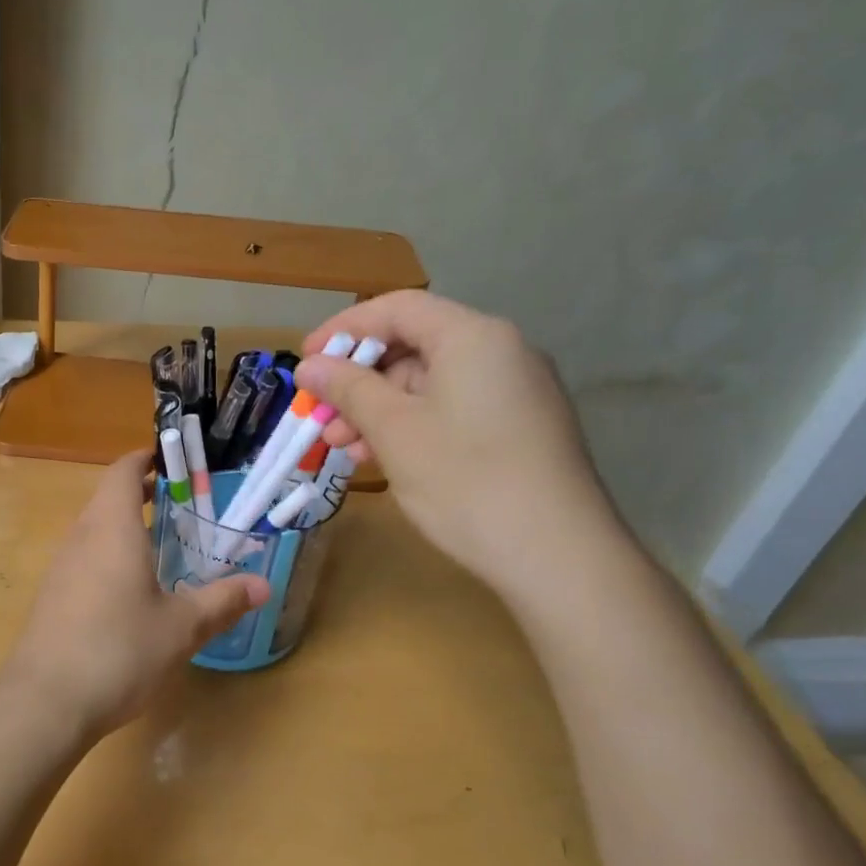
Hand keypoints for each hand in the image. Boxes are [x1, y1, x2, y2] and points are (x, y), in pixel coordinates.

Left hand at [0, 452, 269, 741]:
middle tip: (182, 505)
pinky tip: (131, 591)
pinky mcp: (52, 596)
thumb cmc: (118, 650)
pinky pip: (84, 558)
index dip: (145, 458)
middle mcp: (81, 537)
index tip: (173, 461)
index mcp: (111, 528)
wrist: (44, 702)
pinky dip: (110, 555)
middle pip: (107, 498)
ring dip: (125, 527)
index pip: (123, 471)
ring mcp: (61, 567)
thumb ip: (222, 601)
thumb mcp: (181, 628)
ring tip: (163, 545)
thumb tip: (262, 585)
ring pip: (94, 529)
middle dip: (142, 494)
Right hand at [295, 291, 618, 594]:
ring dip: (379, 410)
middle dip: (359, 381)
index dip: (345, 329)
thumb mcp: (394, 430)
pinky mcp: (521, 429)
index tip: (307, 360)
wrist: (559, 557)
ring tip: (343, 449)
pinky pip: (453, 410)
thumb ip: (348, 389)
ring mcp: (516, 392)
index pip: (398, 308)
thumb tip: (309, 365)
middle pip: (414, 346)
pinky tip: (383, 459)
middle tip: (322, 418)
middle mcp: (501, 352)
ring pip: (430, 384)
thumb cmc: (466, 480)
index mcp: (473, 337)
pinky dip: (412, 427)